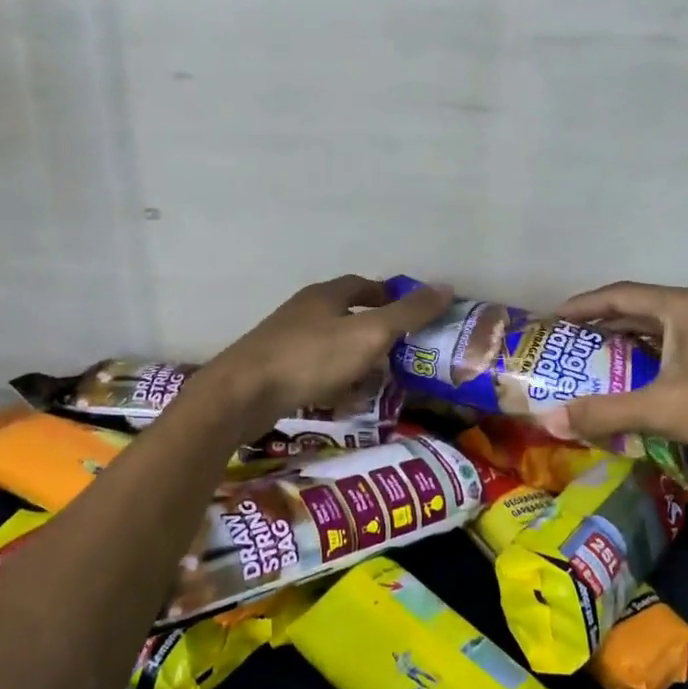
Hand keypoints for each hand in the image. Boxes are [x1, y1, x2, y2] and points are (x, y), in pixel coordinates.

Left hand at [196, 276, 450, 440]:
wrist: (241, 395)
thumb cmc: (310, 358)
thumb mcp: (368, 334)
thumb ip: (408, 313)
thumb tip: (446, 287)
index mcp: (325, 296)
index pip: (363, 285)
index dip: (389, 296)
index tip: (411, 314)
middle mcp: (303, 312)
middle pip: (346, 316)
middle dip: (374, 332)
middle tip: (401, 354)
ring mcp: (284, 341)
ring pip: (331, 346)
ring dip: (355, 361)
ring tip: (378, 383)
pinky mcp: (273, 371)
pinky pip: (314, 372)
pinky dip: (333, 383)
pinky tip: (343, 402)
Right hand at [537, 282, 687, 469]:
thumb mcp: (662, 408)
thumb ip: (604, 412)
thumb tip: (549, 420)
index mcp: (681, 307)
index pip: (619, 295)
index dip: (582, 305)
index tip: (553, 320)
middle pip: (641, 311)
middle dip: (604, 327)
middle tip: (571, 348)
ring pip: (665, 333)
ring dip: (631, 347)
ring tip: (601, 366)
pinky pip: (683, 351)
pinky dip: (657, 363)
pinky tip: (649, 387)